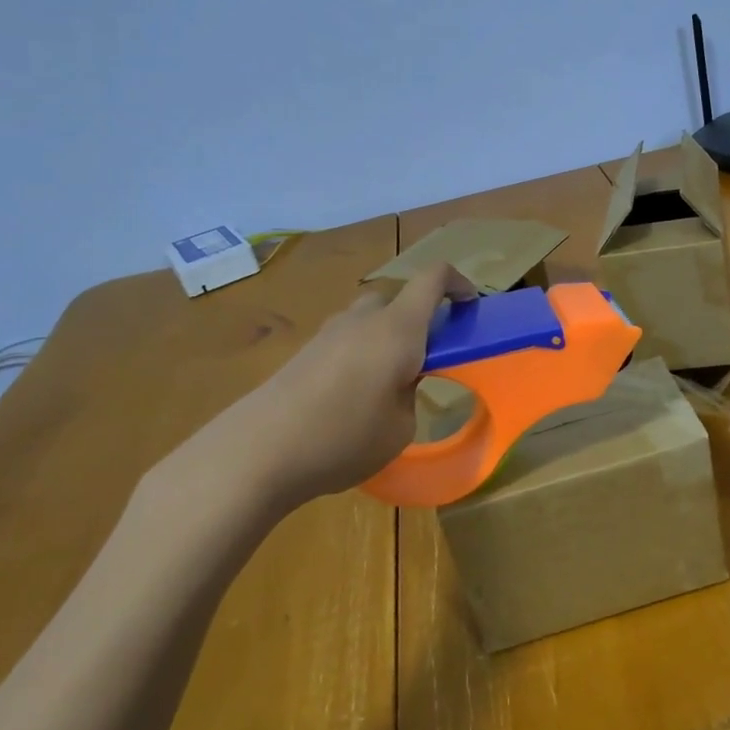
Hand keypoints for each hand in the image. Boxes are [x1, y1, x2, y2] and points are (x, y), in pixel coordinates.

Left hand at [249, 261, 477, 503]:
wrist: (258, 451)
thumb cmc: (344, 437)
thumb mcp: (401, 427)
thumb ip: (410, 394)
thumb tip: (399, 382)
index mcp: (398, 329)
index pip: (433, 278)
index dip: (457, 282)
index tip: (471, 305)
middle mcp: (363, 319)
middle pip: (398, 299)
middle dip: (419, 319)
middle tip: (428, 357)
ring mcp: (328, 333)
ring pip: (368, 319)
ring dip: (386, 338)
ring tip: (388, 383)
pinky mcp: (303, 353)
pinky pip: (345, 340)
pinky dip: (360, 354)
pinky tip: (352, 397)